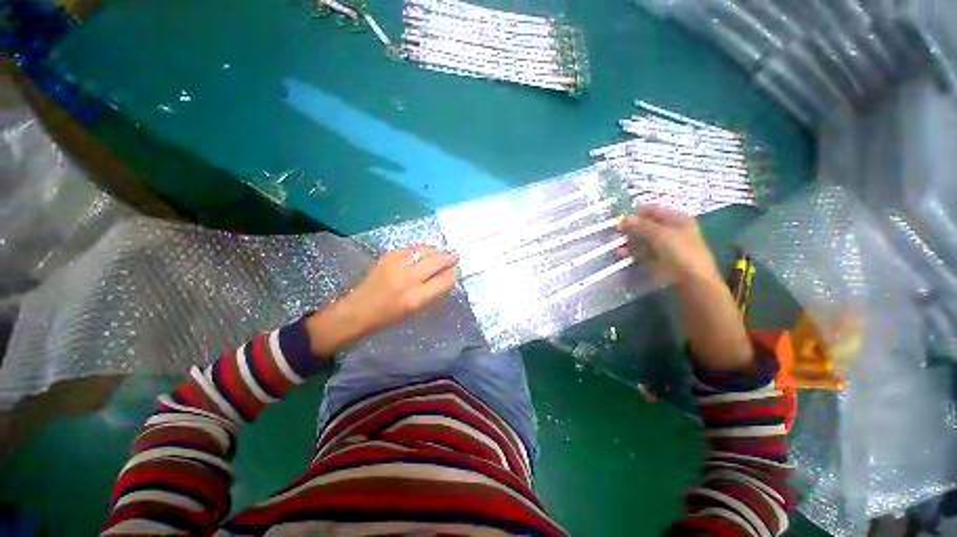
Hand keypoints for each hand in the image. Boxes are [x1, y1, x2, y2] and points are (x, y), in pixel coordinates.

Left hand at [346, 246, 458, 330]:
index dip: (454, 274)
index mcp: (416, 298)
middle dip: (449, 258)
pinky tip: (422, 253)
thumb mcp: (416, 310)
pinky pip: (410, 248)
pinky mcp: (388, 257)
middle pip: (436, 261)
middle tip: (455, 258)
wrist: (359, 310)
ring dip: (435, 251)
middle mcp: (408, 279)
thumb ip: (433, 293)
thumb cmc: (390, 316)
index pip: (444, 280)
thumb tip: (448, 277)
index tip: (457, 271)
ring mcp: (396, 265)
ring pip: (424, 250)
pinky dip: (420, 249)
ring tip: (439, 254)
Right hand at [618, 205, 721, 286]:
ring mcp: (665, 246)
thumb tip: (624, 218)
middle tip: (615, 235)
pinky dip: (632, 253)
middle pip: (646, 225)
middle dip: (630, 230)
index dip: (636, 213)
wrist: (693, 282)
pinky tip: (621, 255)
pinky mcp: (659, 260)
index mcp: (677, 219)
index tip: (620, 220)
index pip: (652, 210)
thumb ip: (641, 225)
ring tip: (615, 247)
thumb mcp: (660, 235)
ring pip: (642, 240)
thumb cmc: (680, 253)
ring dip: (628, 242)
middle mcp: (671, 230)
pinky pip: (642, 253)